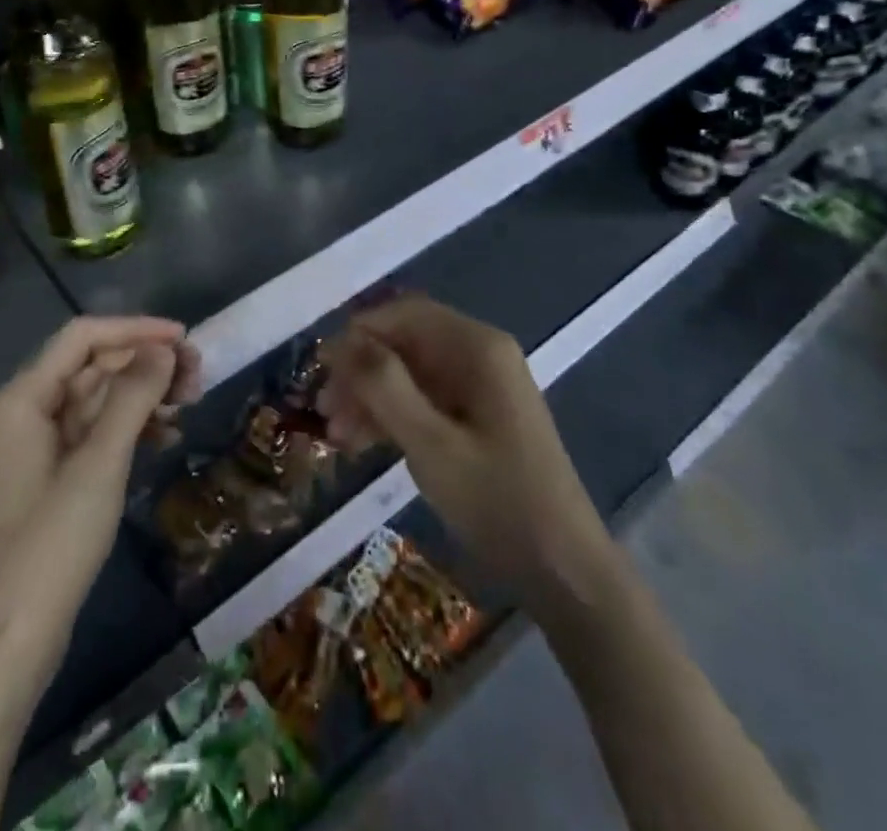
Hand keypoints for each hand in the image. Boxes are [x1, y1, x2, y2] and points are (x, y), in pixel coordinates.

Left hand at [0, 316, 200, 689]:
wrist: (13, 639)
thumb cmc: (52, 545)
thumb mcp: (99, 464)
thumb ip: (132, 398)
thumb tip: (164, 349)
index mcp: (24, 397)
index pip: (84, 337)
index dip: (135, 330)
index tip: (184, 339)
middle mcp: (27, 409)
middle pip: (94, 365)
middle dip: (145, 364)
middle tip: (197, 376)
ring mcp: (40, 443)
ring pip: (100, 398)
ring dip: (144, 395)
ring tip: (190, 404)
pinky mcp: (54, 473)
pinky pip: (97, 431)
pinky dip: (132, 428)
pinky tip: (167, 438)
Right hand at [317, 294, 614, 604]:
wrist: (564, 572)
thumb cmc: (498, 501)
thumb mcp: (431, 443)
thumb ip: (383, 385)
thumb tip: (341, 340)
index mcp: (476, 347)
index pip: (403, 314)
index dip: (358, 333)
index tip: (321, 369)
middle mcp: (478, 355)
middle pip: (404, 342)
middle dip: (360, 371)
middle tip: (324, 410)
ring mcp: (478, 386)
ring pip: (408, 372)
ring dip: (370, 396)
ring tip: (337, 435)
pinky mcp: (475, 417)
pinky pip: (422, 399)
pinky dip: (391, 415)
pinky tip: (361, 442)